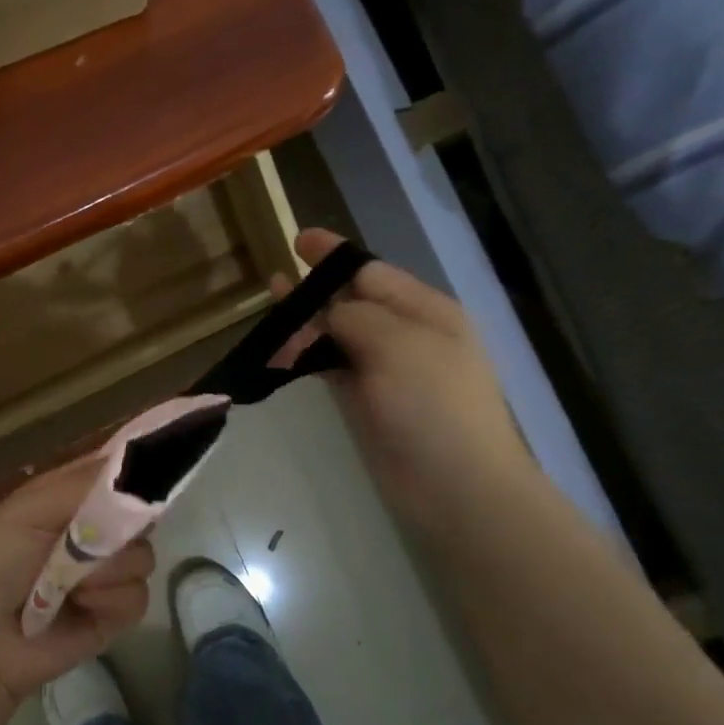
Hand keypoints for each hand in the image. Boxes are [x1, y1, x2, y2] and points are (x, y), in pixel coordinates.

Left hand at [0, 459, 153, 704]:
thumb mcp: (30, 509)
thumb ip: (84, 484)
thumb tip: (137, 462)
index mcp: (72, 497)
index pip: (118, 472)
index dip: (136, 469)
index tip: (149, 472)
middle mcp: (96, 530)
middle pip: (141, 513)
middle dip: (123, 525)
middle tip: (90, 538)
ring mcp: (108, 572)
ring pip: (143, 555)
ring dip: (108, 568)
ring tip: (71, 584)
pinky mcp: (116, 613)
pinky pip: (138, 594)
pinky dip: (111, 599)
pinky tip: (82, 606)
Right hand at [282, 228, 537, 533]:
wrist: (454, 484)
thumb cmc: (432, 404)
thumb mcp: (397, 344)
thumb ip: (357, 316)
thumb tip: (330, 315)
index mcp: (425, 311)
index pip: (372, 272)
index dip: (334, 256)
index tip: (298, 240)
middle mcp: (406, 334)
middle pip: (352, 301)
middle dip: (315, 289)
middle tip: (274, 280)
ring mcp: (385, 370)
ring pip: (337, 336)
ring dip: (305, 325)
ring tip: (269, 316)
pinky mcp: (366, 402)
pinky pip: (331, 369)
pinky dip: (306, 359)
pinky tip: (281, 354)